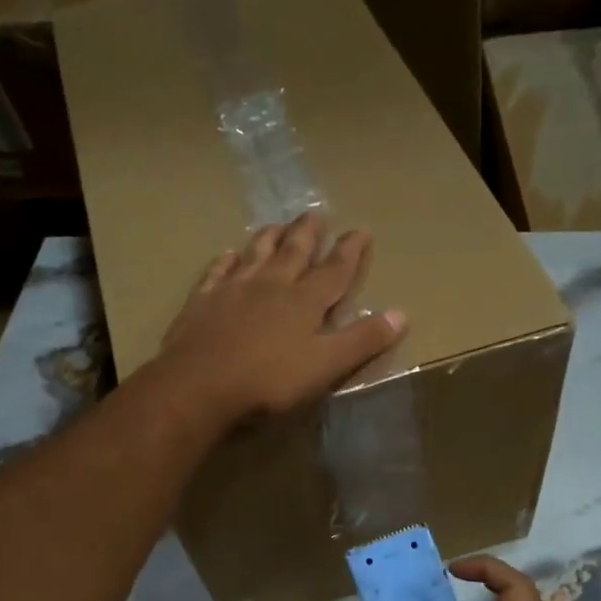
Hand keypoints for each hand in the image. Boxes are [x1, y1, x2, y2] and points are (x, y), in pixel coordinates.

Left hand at [156, 213, 406, 423]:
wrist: (198, 387)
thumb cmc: (269, 382)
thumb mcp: (326, 366)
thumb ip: (362, 341)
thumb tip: (402, 315)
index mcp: (304, 301)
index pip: (334, 270)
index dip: (350, 251)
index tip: (361, 230)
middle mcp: (270, 285)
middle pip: (293, 252)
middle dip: (308, 233)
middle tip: (315, 213)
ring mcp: (232, 290)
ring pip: (255, 254)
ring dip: (269, 237)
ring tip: (277, 224)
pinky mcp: (201, 302)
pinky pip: (216, 272)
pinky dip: (225, 260)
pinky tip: (227, 255)